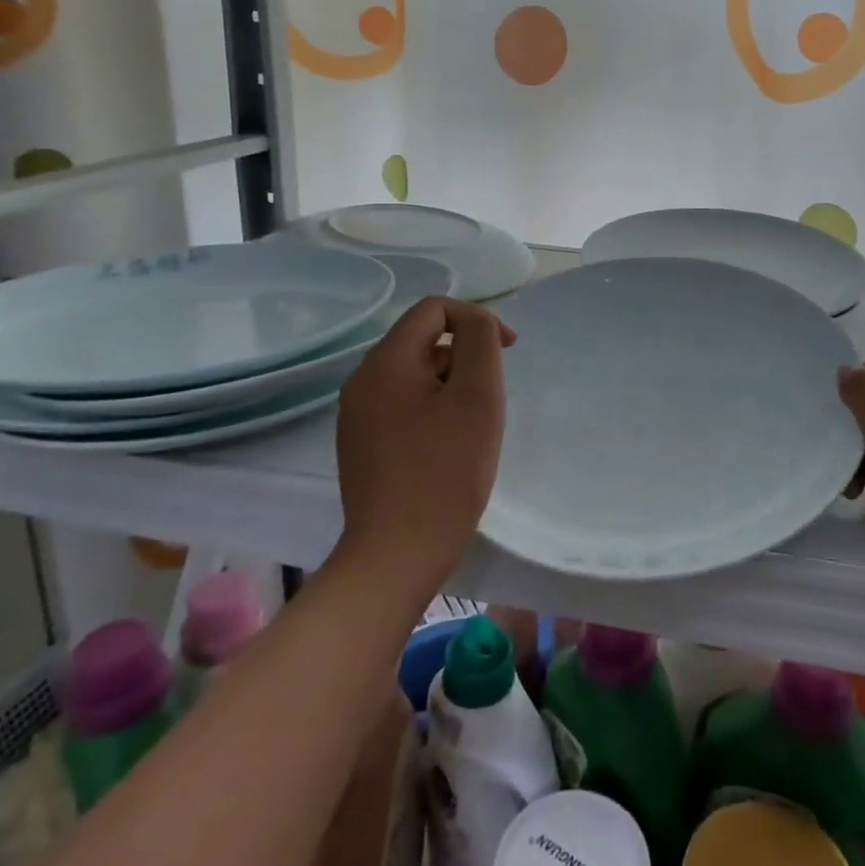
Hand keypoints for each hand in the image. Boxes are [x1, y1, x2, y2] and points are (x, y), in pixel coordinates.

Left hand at [335, 297, 515, 601]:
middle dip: (465, 358)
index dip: (477, 319)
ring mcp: (356, 416)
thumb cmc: (445, 471)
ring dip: (451, 386)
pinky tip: (448, 449)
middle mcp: (362, 381)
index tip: (508, 352)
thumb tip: (474, 324)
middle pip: (423, 341)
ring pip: (415, 375)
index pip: (433, 309)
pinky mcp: (361, 445)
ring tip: (471, 429)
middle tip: (488, 402)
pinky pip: (403, 405)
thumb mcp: (477, 396)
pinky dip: (433, 411)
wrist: (397, 556)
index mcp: (385, 362)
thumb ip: (479, 342)